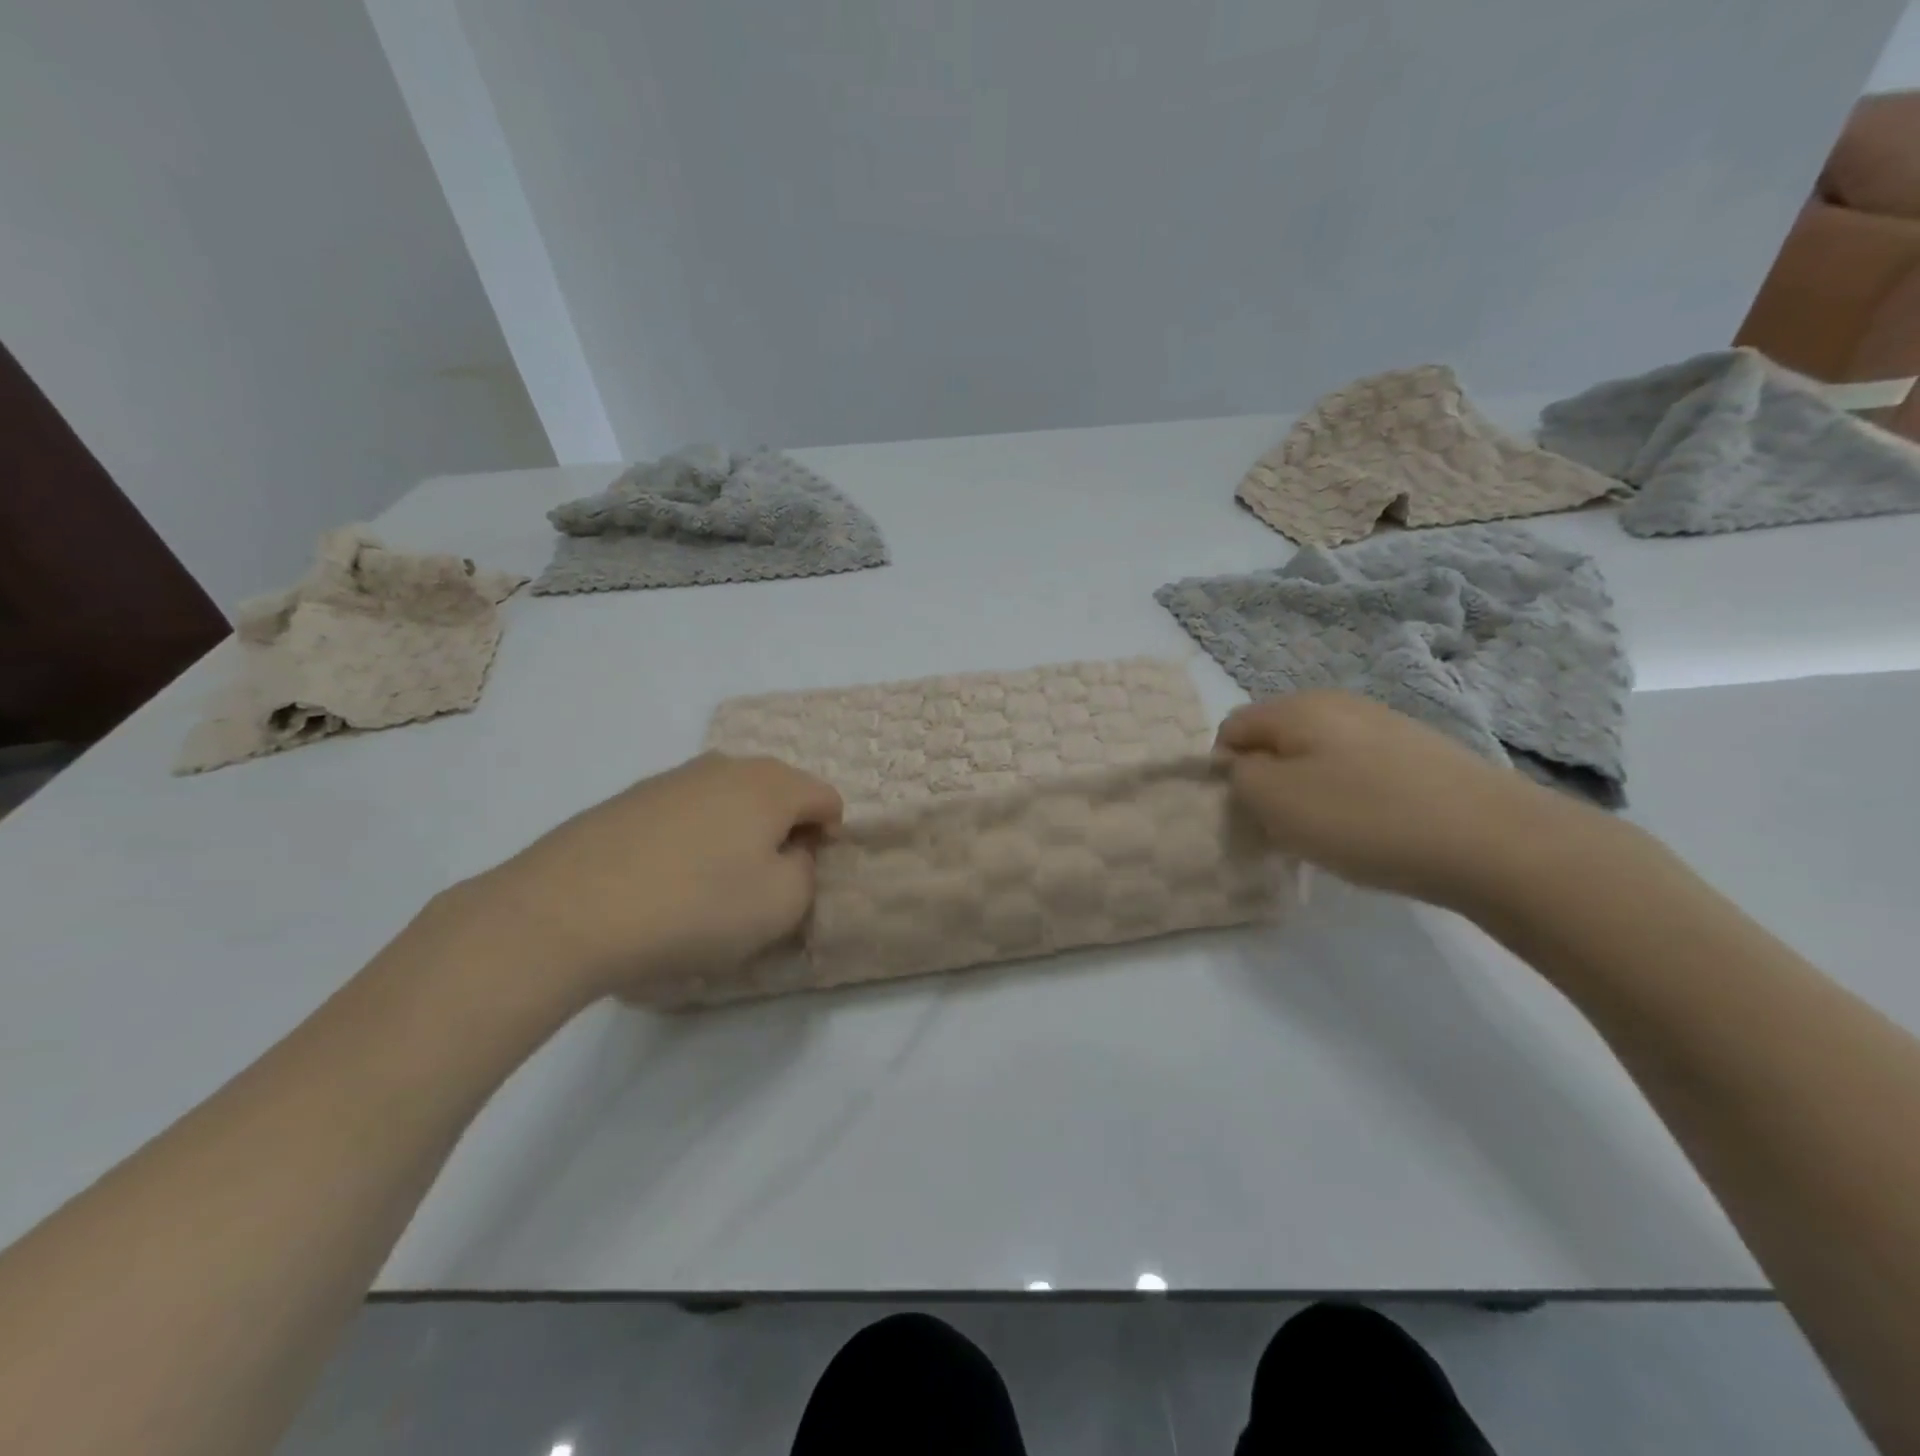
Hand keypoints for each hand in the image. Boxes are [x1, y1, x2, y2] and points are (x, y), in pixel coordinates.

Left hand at [457, 753, 842, 1004]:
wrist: (566, 912)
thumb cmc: (694, 907)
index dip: (828, 838)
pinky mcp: (628, 798)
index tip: (803, 878)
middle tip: (763, 881)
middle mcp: (725, 766)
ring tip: (710, 883)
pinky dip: (692, 838)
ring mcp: (672, 777)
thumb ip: (807, 872)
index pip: (826, 798)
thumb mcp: (781, 905)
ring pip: (728, 800)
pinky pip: (684, 812)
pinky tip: (665, 879)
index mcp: (771, 784)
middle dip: (782, 831)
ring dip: (736, 833)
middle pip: (778, 792)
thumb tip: (792, 851)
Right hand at [1215, 692, 1594, 911]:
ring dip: (1308, 790)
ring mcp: (1384, 724)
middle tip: (1282, 825)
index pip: (1232, 728)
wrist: (1495, 841)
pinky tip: (1372, 828)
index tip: (1245, 811)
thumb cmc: (1365, 818)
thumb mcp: (1276, 802)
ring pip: (1318, 754)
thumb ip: (1239, 777)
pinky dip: (1350, 796)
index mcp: (1297, 707)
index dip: (1225, 770)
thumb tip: (1241, 766)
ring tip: (1329, 832)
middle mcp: (1338, 703)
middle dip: (1267, 779)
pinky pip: (1359, 768)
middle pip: (1276, 738)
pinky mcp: (1420, 752)